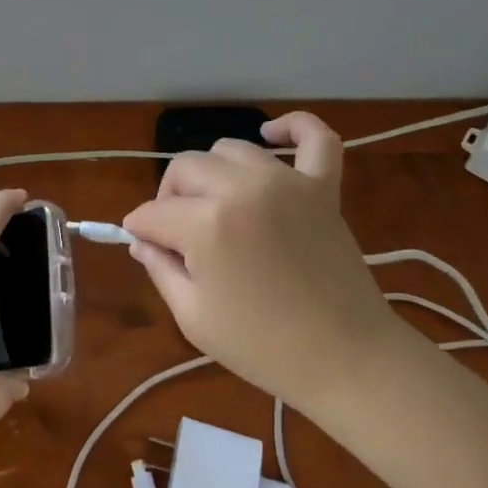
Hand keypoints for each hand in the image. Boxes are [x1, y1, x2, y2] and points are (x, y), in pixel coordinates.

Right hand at [122, 112, 397, 406]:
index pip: (152, 213)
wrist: (346, 359)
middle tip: (178, 235)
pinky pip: (314, 137)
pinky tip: (272, 135)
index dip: (141, 232)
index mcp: (206, 225)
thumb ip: (159, 269)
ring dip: (212, 173)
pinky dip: (293, 127)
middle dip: (169, 199)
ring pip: (230, 150)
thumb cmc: (263, 347)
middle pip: (184, 169)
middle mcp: (242, 189)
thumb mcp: (193, 317)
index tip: (146, 248)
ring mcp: (287, 182)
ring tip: (217, 206)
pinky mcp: (322, 187)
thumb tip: (141, 239)